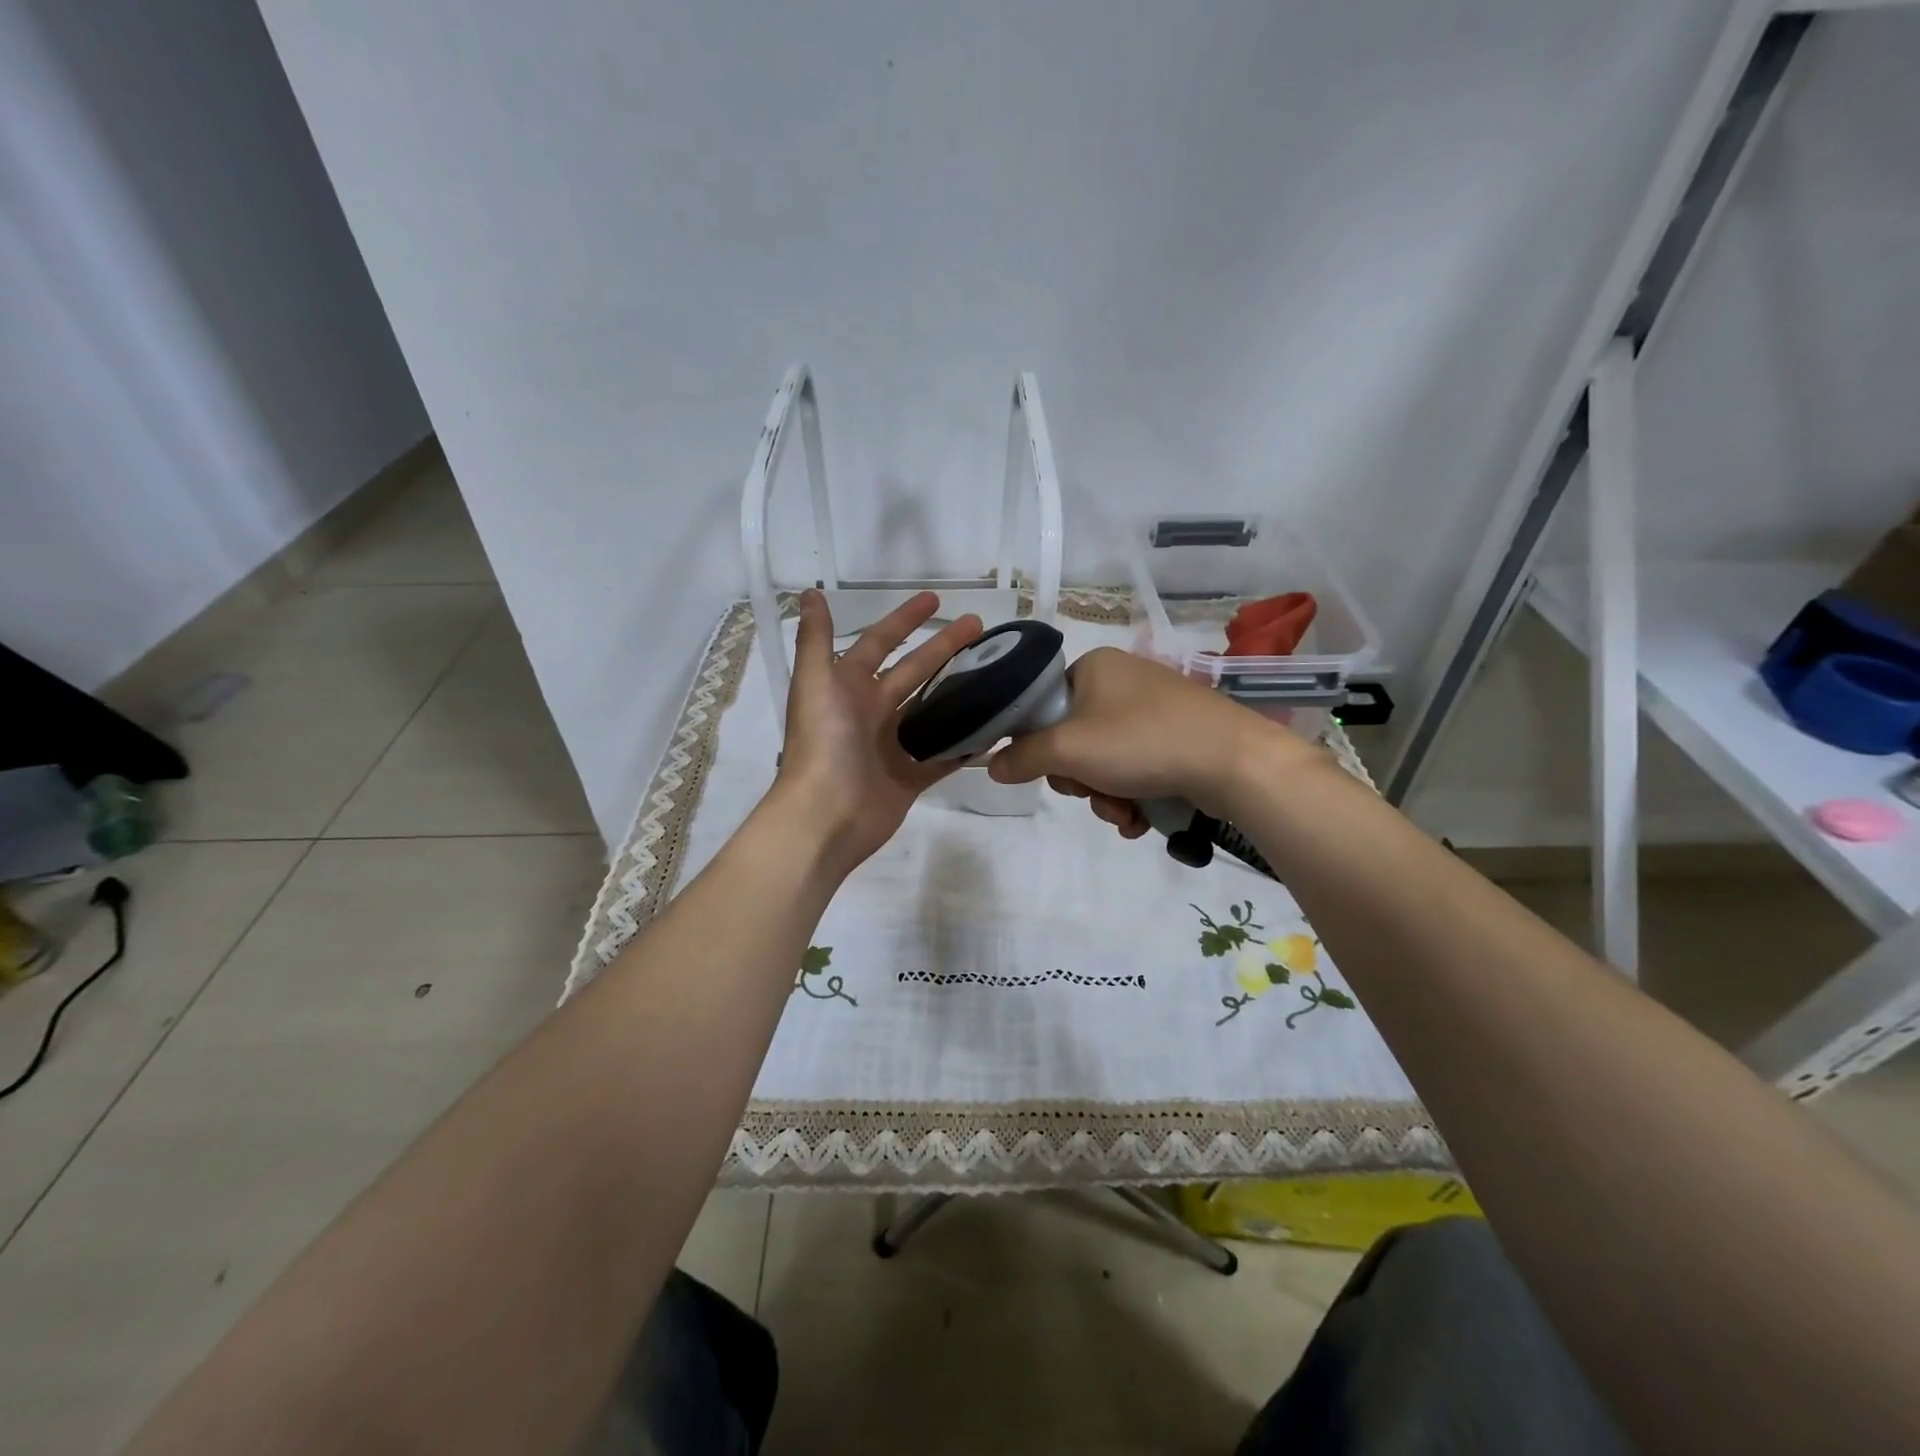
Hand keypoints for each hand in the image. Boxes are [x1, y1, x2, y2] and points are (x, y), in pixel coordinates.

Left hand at [773, 589, 982, 874]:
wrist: (826, 815)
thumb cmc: (823, 743)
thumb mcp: (815, 682)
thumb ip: (816, 639)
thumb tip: (810, 593)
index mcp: (847, 687)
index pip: (880, 643)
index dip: (904, 620)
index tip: (937, 601)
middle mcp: (870, 712)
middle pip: (914, 672)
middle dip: (944, 648)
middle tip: (981, 629)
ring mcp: (891, 747)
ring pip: (930, 712)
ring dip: (957, 692)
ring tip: (995, 674)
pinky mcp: (909, 778)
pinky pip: (942, 757)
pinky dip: (964, 745)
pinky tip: (992, 728)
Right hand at [986, 646, 1318, 835]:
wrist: (1233, 761)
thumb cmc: (1142, 742)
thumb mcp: (1069, 750)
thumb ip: (1023, 757)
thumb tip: (991, 764)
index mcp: (1094, 667)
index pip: (1044, 705)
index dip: (1041, 746)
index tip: (1054, 772)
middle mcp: (1123, 680)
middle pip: (1074, 739)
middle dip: (1080, 780)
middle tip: (1092, 793)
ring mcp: (1154, 709)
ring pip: (1105, 761)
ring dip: (1105, 796)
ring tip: (1124, 814)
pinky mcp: (1178, 736)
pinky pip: (1136, 768)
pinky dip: (1132, 796)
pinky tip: (1140, 818)